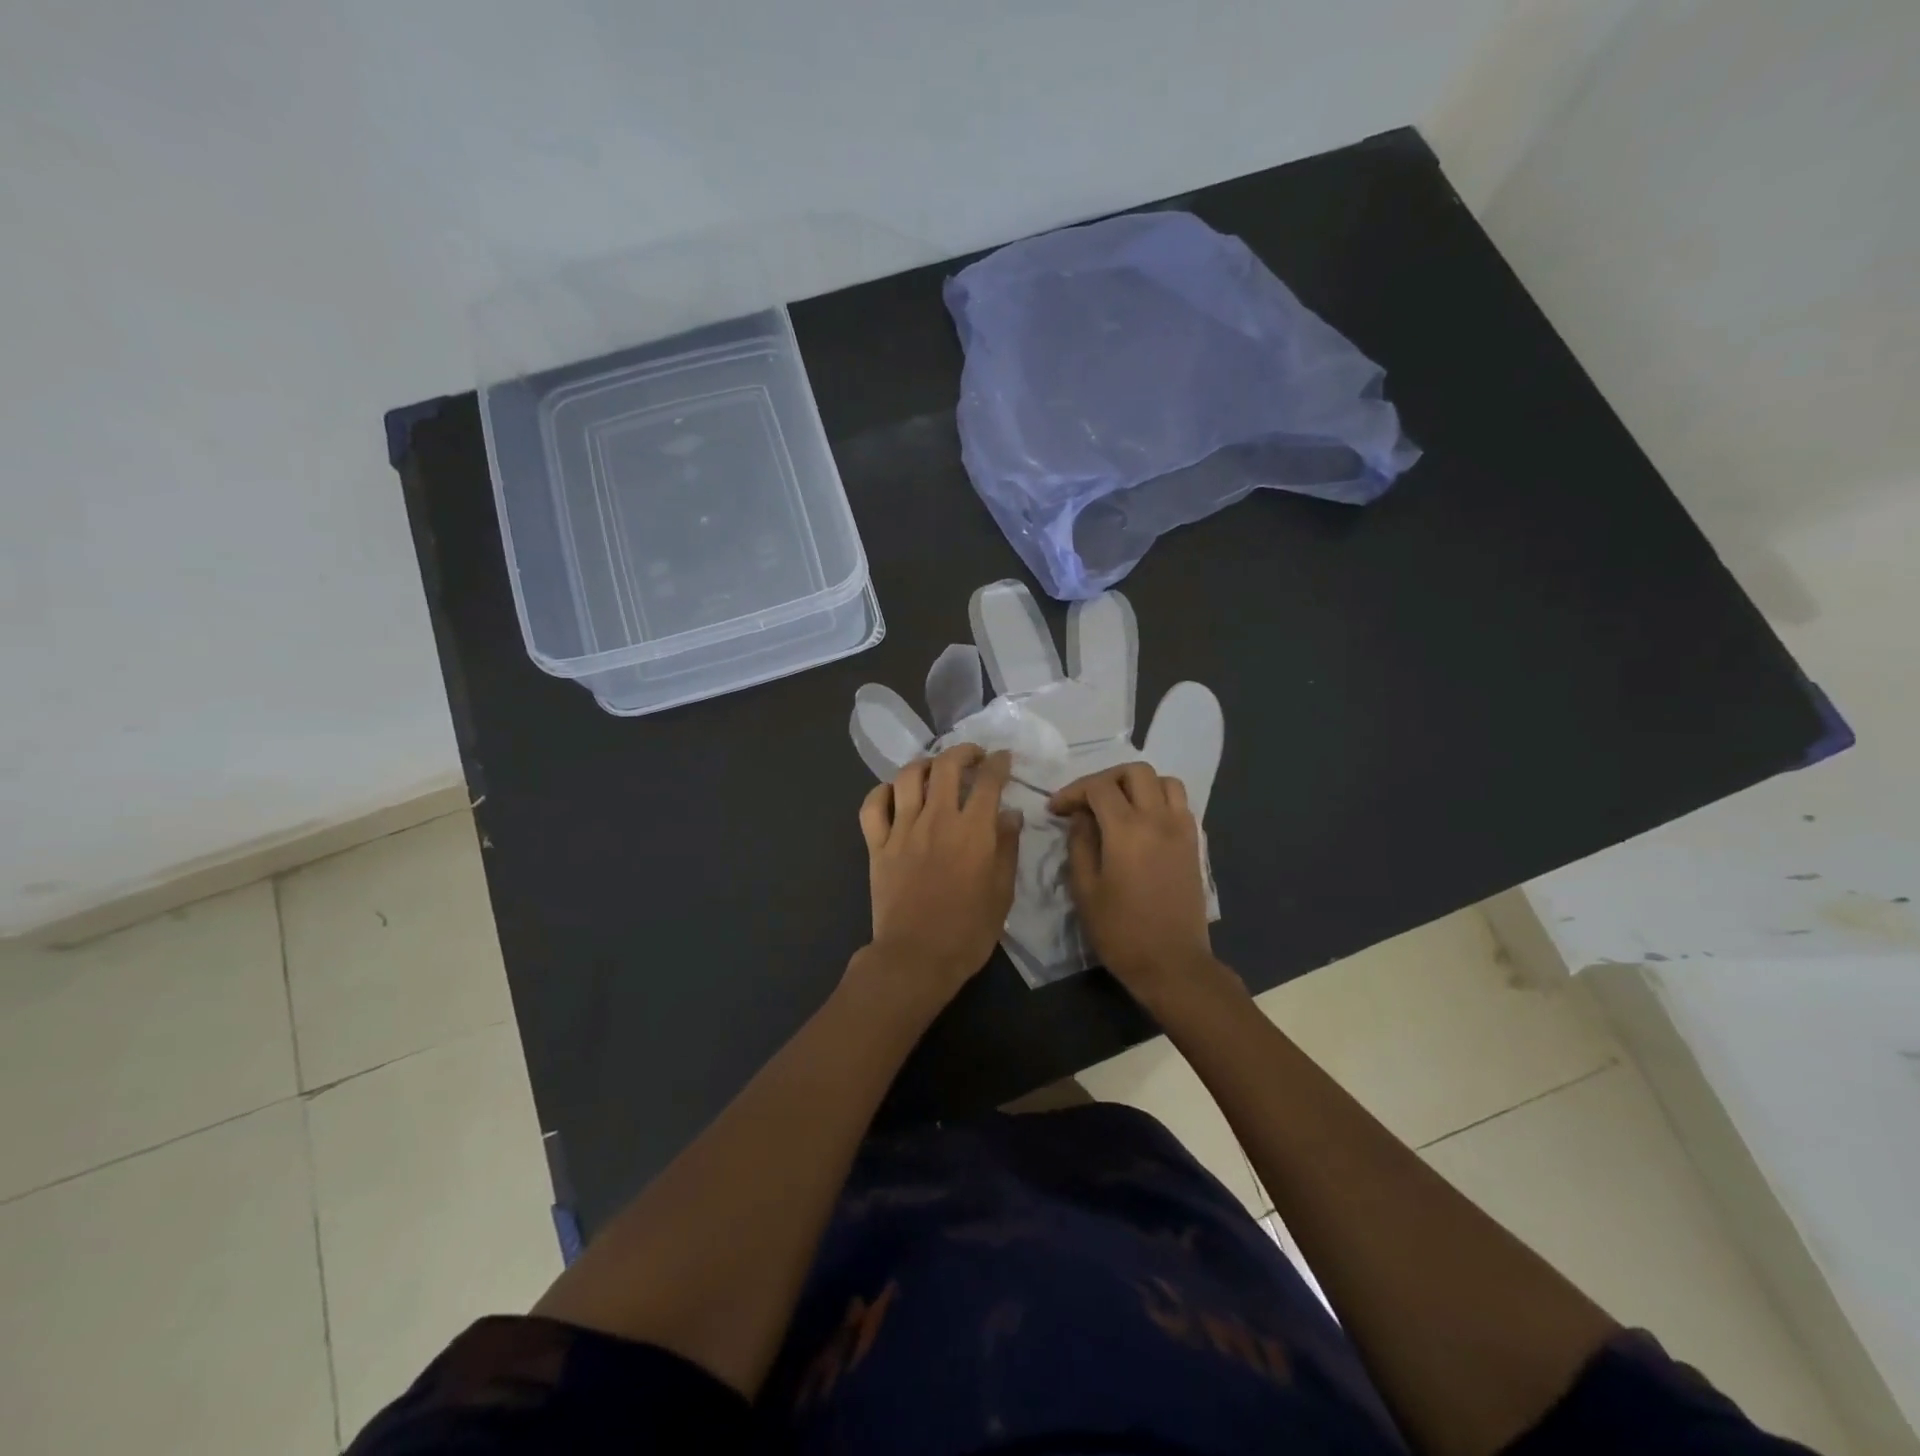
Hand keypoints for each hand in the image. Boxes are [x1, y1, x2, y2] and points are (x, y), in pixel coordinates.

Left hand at [856, 745, 1019, 1005]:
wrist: (916, 957)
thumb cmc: (968, 930)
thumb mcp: (1002, 892)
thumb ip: (1007, 848)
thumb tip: (1010, 814)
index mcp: (972, 830)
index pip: (987, 781)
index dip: (998, 763)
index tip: (1003, 758)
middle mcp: (936, 819)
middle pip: (946, 766)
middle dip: (963, 752)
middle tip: (973, 755)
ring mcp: (902, 829)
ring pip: (907, 777)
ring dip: (924, 764)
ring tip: (934, 768)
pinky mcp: (877, 845)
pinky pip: (873, 806)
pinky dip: (882, 792)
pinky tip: (893, 793)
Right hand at [1050, 764, 1223, 997]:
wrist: (1172, 963)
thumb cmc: (1121, 931)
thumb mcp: (1085, 890)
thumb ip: (1080, 844)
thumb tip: (1081, 817)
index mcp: (1127, 830)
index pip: (1099, 787)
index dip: (1072, 791)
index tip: (1056, 809)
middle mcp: (1159, 820)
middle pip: (1136, 772)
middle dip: (1106, 779)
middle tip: (1087, 801)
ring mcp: (1181, 830)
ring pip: (1165, 781)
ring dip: (1138, 785)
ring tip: (1118, 806)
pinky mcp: (1194, 844)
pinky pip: (1179, 804)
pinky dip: (1159, 800)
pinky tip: (1141, 824)